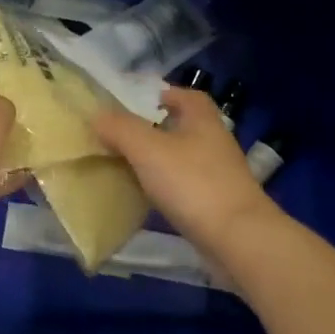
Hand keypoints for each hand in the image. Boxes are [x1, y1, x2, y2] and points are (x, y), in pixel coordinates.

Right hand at [91, 86, 279, 251]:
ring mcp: (219, 175)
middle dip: (155, 129)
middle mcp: (215, 142)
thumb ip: (120, 128)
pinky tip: (147, 197)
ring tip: (128, 166)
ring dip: (159, 160)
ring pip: (183, 158)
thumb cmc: (192, 183)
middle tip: (122, 136)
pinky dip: (166, 188)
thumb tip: (97, 115)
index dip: (163, 94)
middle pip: (184, 127)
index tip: (136, 103)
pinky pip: (186, 187)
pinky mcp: (217, 204)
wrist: (237, 239)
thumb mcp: (147, 149)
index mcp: (203, 120)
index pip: (187, 95)